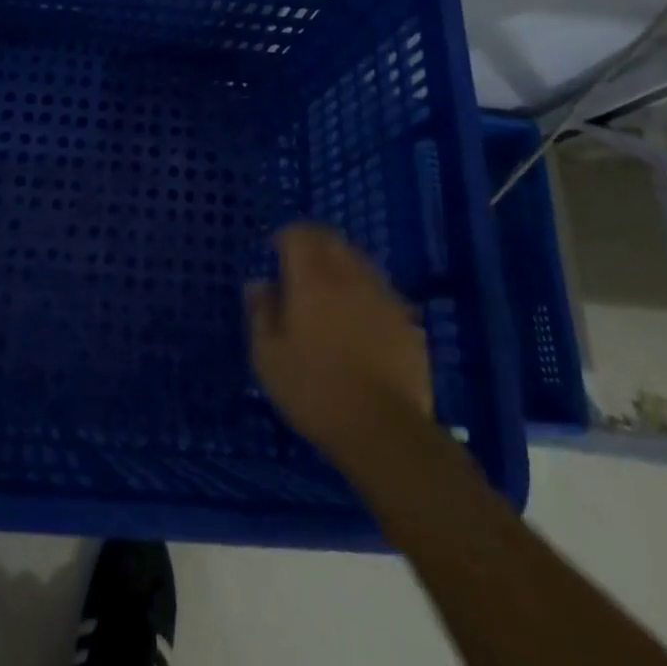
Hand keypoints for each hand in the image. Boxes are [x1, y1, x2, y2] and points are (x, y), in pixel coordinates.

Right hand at [246, 223, 433, 466]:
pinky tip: (361, 320)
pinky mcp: (408, 322)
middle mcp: (349, 276)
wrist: (384, 430)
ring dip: (342, 265)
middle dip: (314, 243)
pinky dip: (366, 294)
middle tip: (300, 262)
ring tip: (330, 290)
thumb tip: (259, 284)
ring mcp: (383, 297)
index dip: (286, 236)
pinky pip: (381, 292)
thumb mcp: (268, 357)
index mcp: (312, 279)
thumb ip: (261, 313)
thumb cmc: (315, 391)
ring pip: (360, 263)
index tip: (275, 250)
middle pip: (332, 241)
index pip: (299, 234)